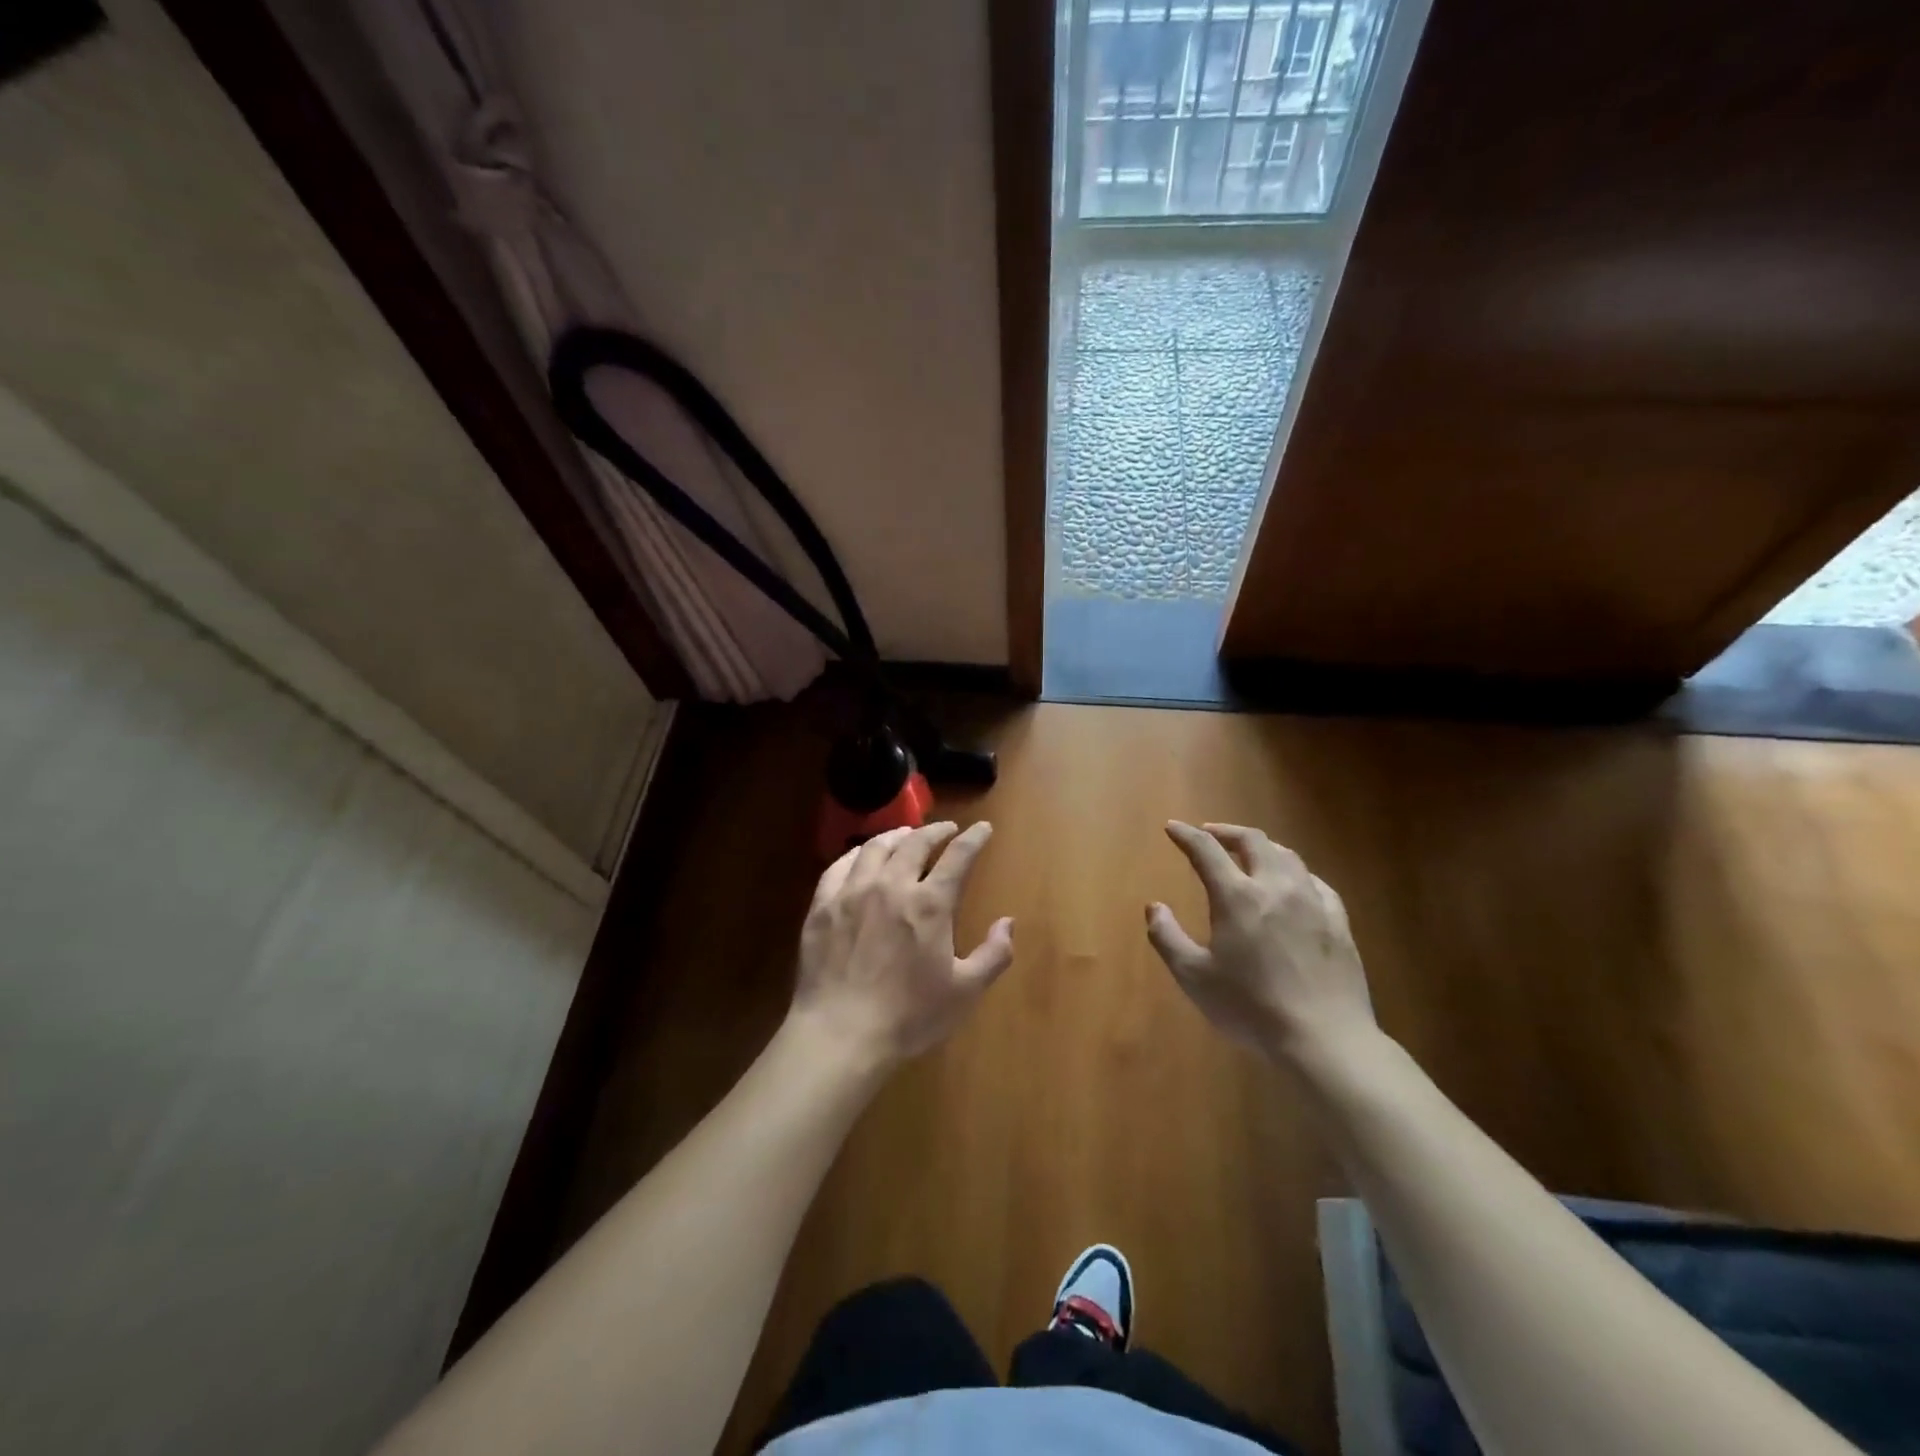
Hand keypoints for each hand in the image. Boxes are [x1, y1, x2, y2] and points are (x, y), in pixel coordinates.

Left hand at [790, 821, 1013, 1068]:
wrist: (840, 1035)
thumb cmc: (909, 1016)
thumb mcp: (965, 992)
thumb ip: (993, 954)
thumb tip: (1007, 922)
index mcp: (929, 904)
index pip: (958, 856)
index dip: (974, 838)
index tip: (983, 828)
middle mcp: (891, 886)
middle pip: (915, 842)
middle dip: (936, 830)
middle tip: (946, 829)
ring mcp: (852, 892)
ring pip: (875, 847)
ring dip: (897, 835)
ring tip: (906, 835)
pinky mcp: (822, 906)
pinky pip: (839, 866)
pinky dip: (857, 854)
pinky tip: (862, 856)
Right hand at [1146, 821, 1375, 1064]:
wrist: (1324, 1040)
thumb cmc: (1250, 1008)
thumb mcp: (1194, 977)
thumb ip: (1167, 937)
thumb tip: (1154, 907)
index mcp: (1237, 897)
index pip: (1206, 850)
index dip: (1186, 835)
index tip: (1173, 828)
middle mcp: (1276, 887)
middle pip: (1253, 841)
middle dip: (1227, 832)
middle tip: (1210, 834)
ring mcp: (1313, 902)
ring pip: (1288, 856)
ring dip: (1263, 847)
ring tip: (1249, 854)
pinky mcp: (1339, 922)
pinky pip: (1316, 882)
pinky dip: (1296, 873)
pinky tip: (1294, 884)